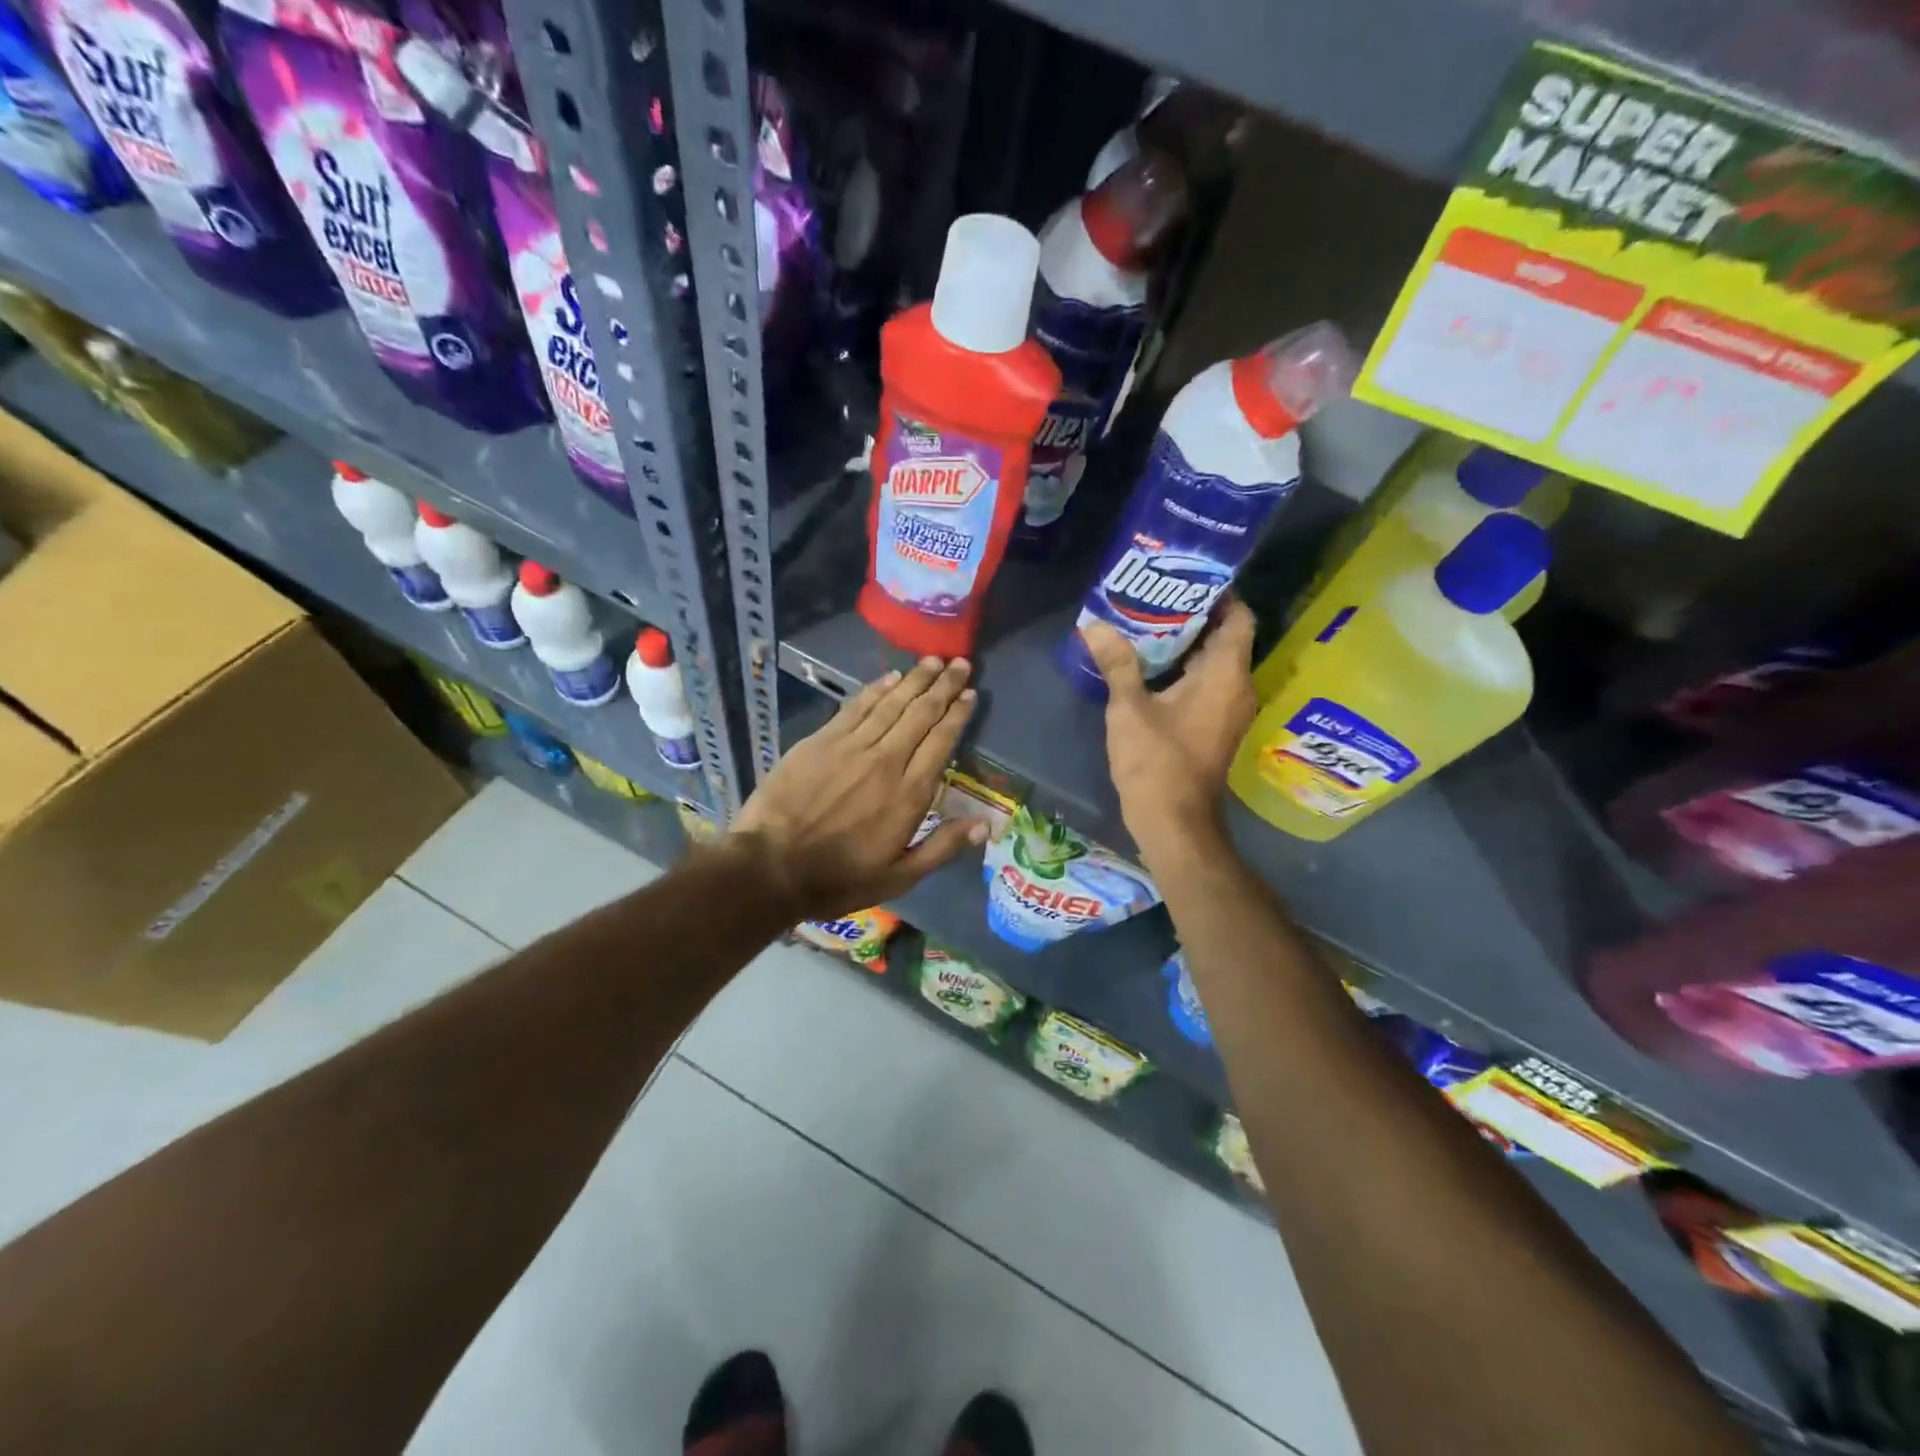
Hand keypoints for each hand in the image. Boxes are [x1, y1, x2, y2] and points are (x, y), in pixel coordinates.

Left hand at [731, 657, 987, 921]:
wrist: (770, 866)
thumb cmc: (838, 878)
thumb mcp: (897, 878)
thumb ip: (942, 848)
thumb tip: (985, 825)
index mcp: (908, 794)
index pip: (941, 742)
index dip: (957, 715)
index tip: (970, 694)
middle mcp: (886, 761)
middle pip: (921, 714)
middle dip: (943, 687)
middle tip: (961, 664)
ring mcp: (851, 747)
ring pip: (891, 704)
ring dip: (915, 680)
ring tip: (933, 661)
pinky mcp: (821, 741)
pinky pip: (856, 707)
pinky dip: (876, 689)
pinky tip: (891, 677)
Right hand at [1082, 599, 1257, 873]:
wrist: (1174, 822)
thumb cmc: (1157, 762)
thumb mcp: (1130, 708)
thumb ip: (1117, 663)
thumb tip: (1094, 625)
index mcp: (1226, 675)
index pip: (1239, 617)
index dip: (1219, 594)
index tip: (1184, 579)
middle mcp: (1238, 688)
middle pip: (1226, 637)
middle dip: (1193, 616)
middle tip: (1154, 597)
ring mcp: (1229, 711)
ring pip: (1215, 663)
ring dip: (1187, 644)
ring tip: (1147, 625)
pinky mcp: (1216, 728)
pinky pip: (1208, 685)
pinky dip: (1186, 670)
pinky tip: (1151, 667)